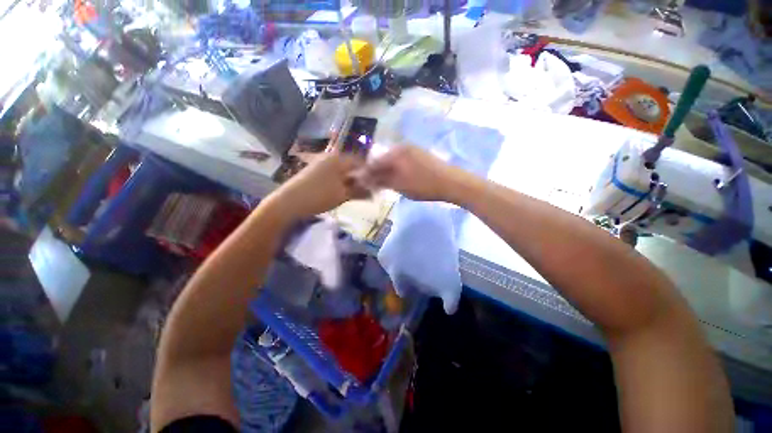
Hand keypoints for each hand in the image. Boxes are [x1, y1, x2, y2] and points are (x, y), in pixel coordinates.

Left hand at [268, 152, 367, 219]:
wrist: (289, 202)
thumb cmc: (319, 196)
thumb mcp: (343, 195)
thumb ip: (360, 192)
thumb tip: (374, 192)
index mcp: (338, 159)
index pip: (359, 162)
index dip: (368, 172)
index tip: (375, 184)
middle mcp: (329, 157)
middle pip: (350, 166)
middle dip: (359, 178)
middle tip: (365, 190)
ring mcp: (319, 163)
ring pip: (341, 170)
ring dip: (349, 181)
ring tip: (354, 193)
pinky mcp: (313, 171)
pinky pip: (332, 174)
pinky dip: (339, 182)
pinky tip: (340, 192)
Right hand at [364, 145, 463, 201]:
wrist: (452, 182)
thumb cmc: (423, 185)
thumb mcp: (399, 185)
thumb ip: (380, 181)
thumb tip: (363, 179)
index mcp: (395, 153)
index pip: (374, 162)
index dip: (366, 174)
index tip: (360, 183)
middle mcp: (402, 147)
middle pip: (383, 160)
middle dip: (376, 173)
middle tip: (373, 186)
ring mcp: (412, 150)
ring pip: (393, 161)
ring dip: (387, 173)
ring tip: (384, 185)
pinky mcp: (420, 155)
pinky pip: (402, 162)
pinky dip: (397, 171)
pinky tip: (397, 179)